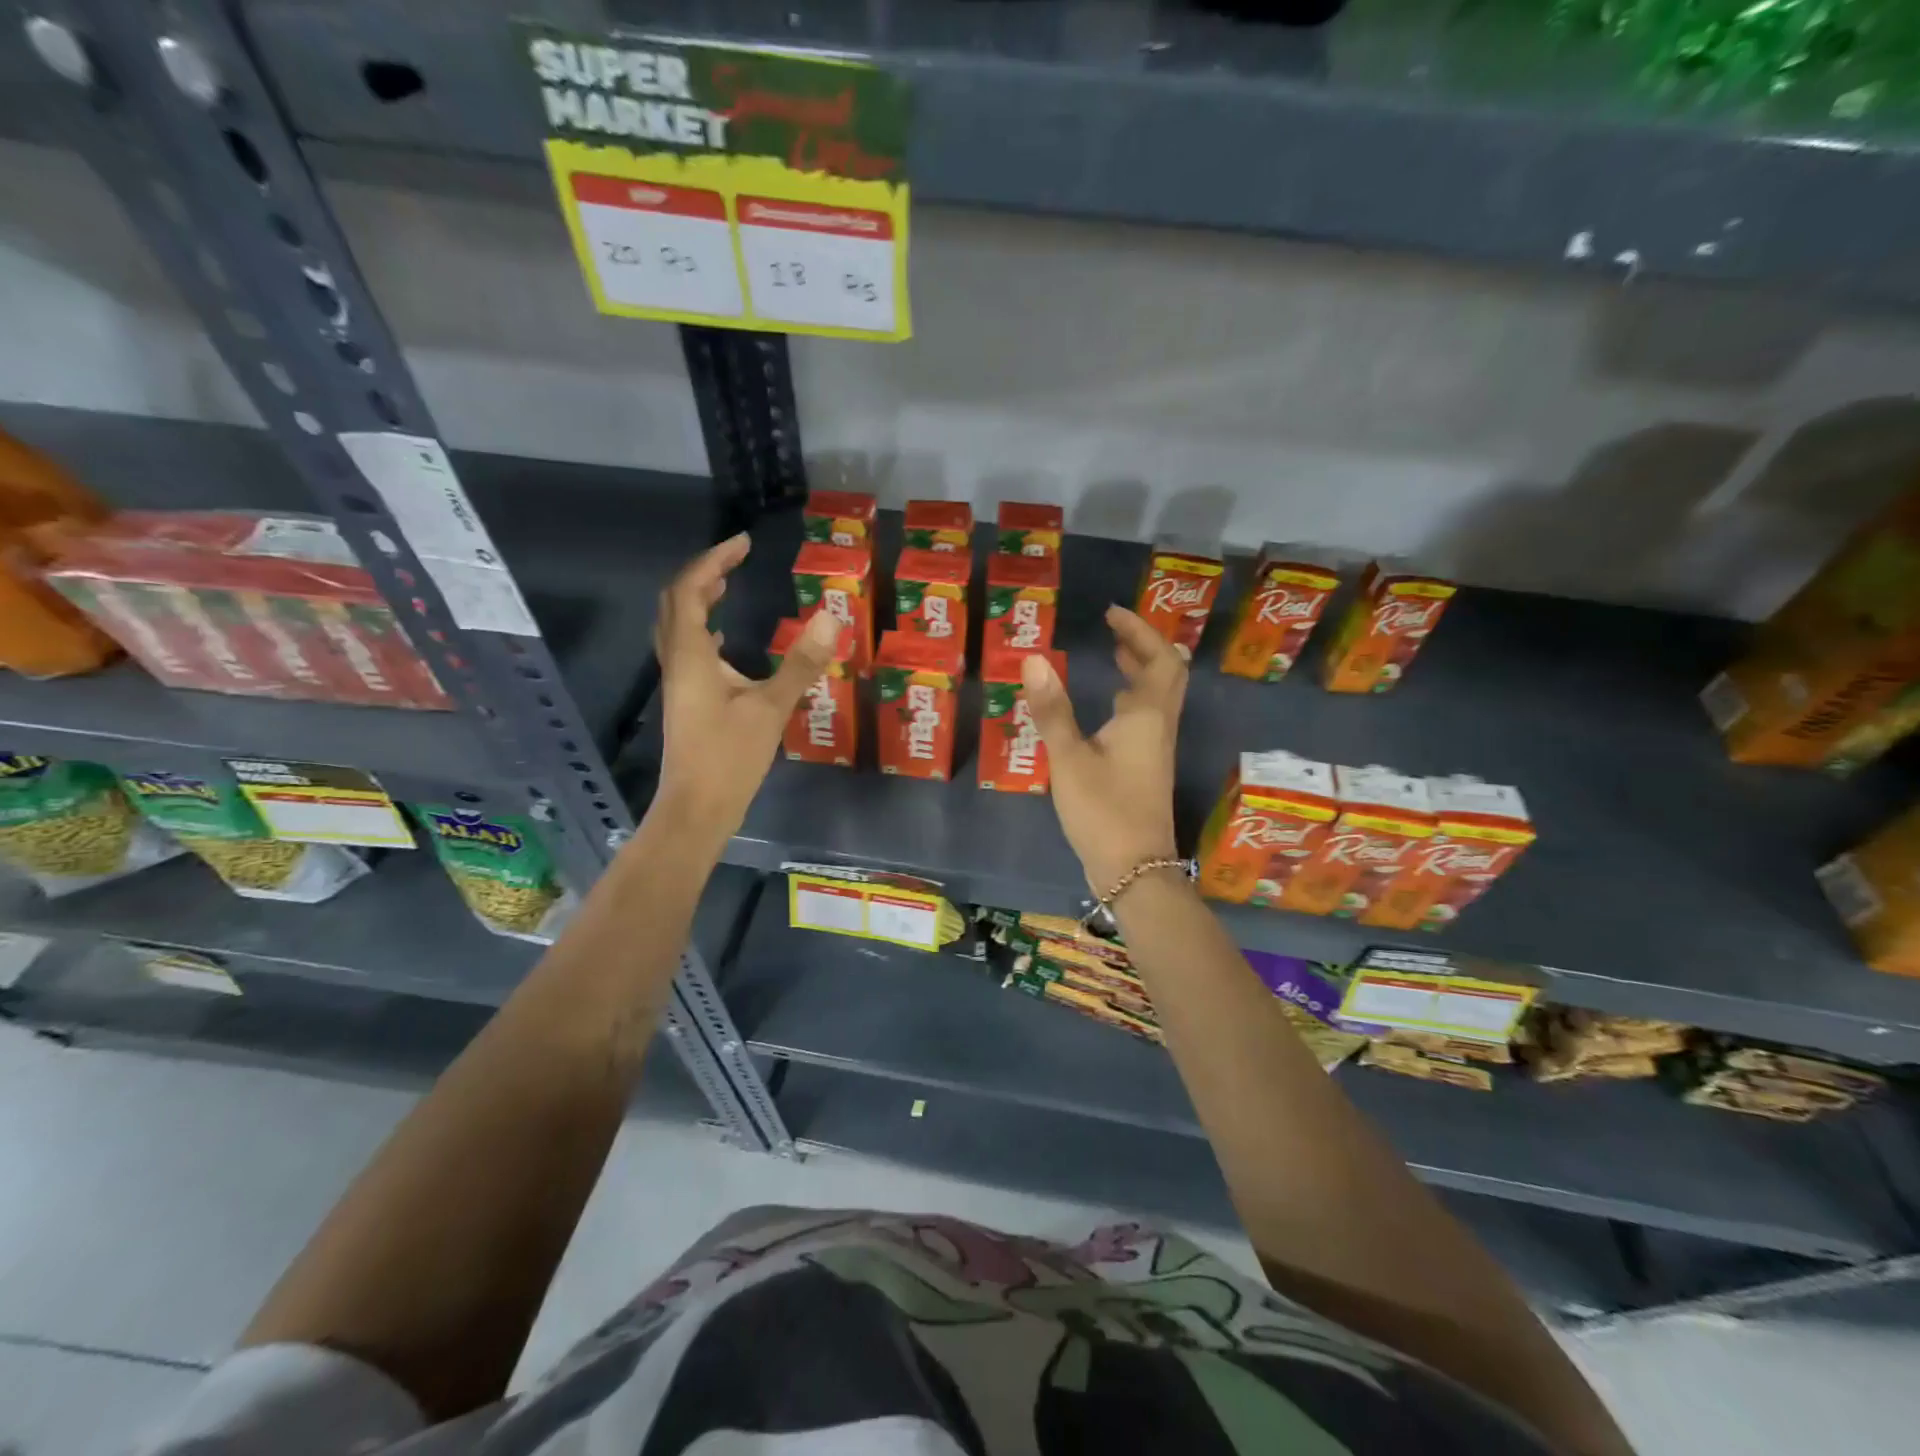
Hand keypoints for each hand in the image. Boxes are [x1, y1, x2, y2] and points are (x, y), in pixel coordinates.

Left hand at [650, 535, 841, 839]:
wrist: (697, 808)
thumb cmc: (730, 758)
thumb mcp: (771, 709)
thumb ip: (800, 664)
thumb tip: (830, 618)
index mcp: (691, 656)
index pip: (690, 590)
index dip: (714, 561)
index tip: (743, 543)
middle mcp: (678, 662)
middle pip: (675, 603)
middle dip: (702, 574)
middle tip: (734, 560)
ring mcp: (679, 683)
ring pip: (677, 627)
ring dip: (698, 600)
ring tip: (726, 586)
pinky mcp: (687, 701)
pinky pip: (688, 650)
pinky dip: (703, 630)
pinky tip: (724, 641)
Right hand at [1020, 605, 1186, 893]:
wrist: (1134, 869)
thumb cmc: (1103, 810)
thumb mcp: (1069, 758)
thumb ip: (1052, 709)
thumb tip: (1034, 658)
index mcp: (1146, 716)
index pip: (1158, 658)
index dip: (1138, 631)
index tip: (1111, 613)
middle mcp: (1158, 726)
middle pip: (1166, 674)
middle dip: (1143, 647)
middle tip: (1112, 631)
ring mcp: (1156, 749)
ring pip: (1158, 697)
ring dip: (1139, 672)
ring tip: (1112, 657)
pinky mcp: (1147, 769)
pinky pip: (1147, 718)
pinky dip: (1131, 699)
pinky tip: (1107, 709)